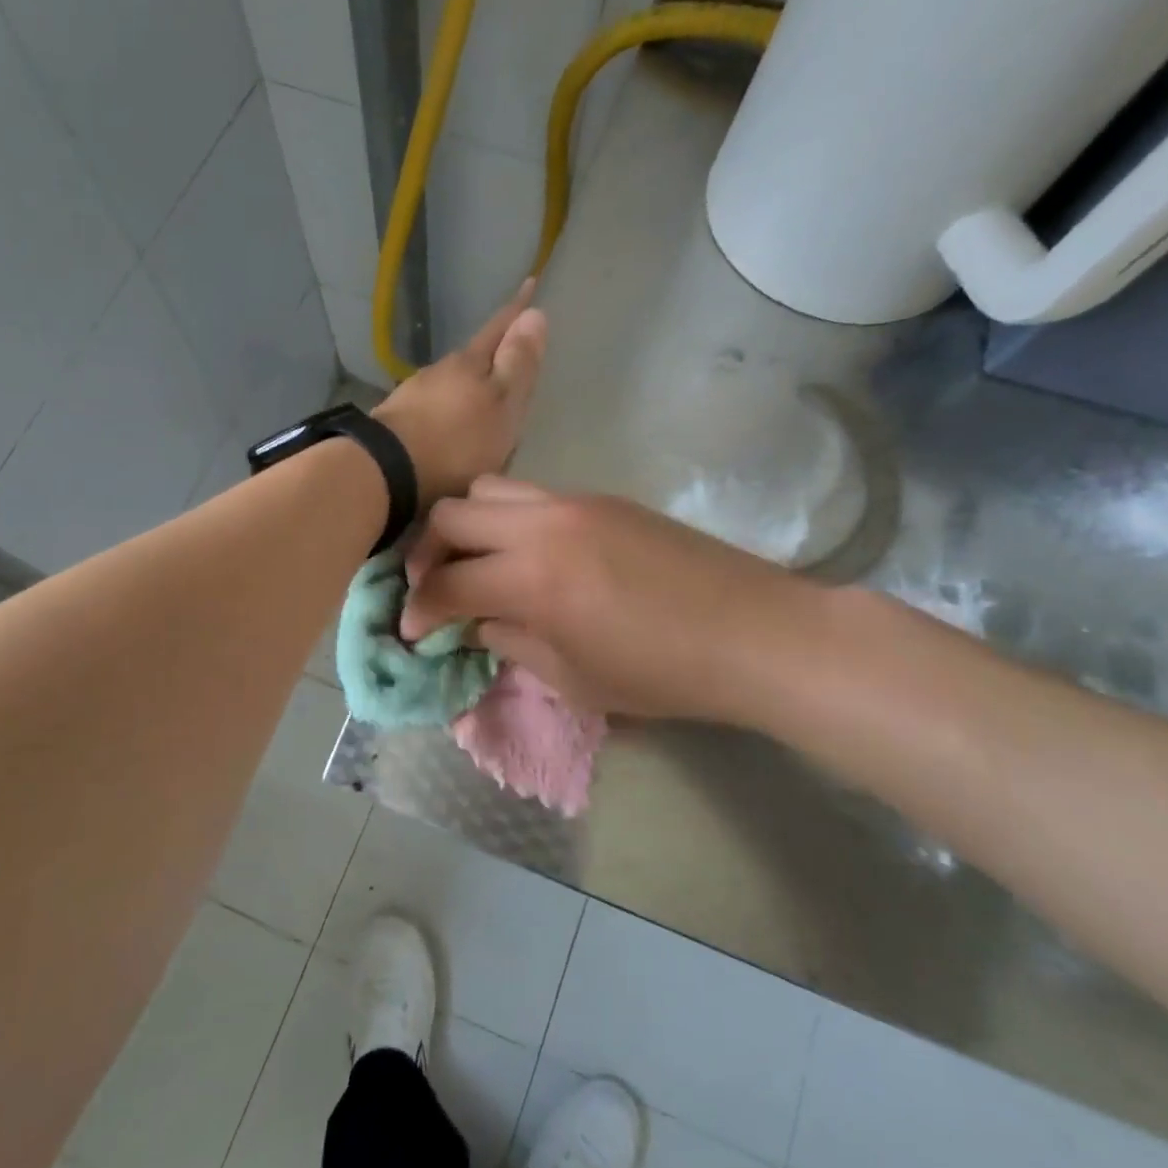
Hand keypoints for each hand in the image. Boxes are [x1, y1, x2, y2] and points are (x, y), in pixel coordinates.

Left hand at [372, 282, 546, 505]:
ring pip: (449, 384)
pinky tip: (448, 430)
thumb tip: (535, 315)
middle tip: (510, 361)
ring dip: (466, 390)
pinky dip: (446, 414)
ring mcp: (413, 395)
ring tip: (481, 406)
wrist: (386, 470)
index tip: (530, 283)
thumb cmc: (457, 441)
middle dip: (491, 356)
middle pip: (473, 358)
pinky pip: (431, 410)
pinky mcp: (397, 422)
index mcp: (469, 363)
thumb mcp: (502, 404)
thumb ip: (518, 364)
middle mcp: (439, 371)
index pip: (499, 329)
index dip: (517, 310)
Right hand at [398, 478, 822, 722]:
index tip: (414, 630)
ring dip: (466, 524)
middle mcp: (543, 526)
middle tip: (434, 588)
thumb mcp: (573, 679)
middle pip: (450, 514)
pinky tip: (527, 553)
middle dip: (425, 554)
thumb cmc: (663, 674)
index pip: (444, 583)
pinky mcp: (602, 498)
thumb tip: (476, 620)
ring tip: (476, 561)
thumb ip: (511, 642)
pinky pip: (532, 494)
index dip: (417, 610)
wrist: (753, 632)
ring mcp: (574, 502)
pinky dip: (509, 518)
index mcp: (532, 580)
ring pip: (488, 488)